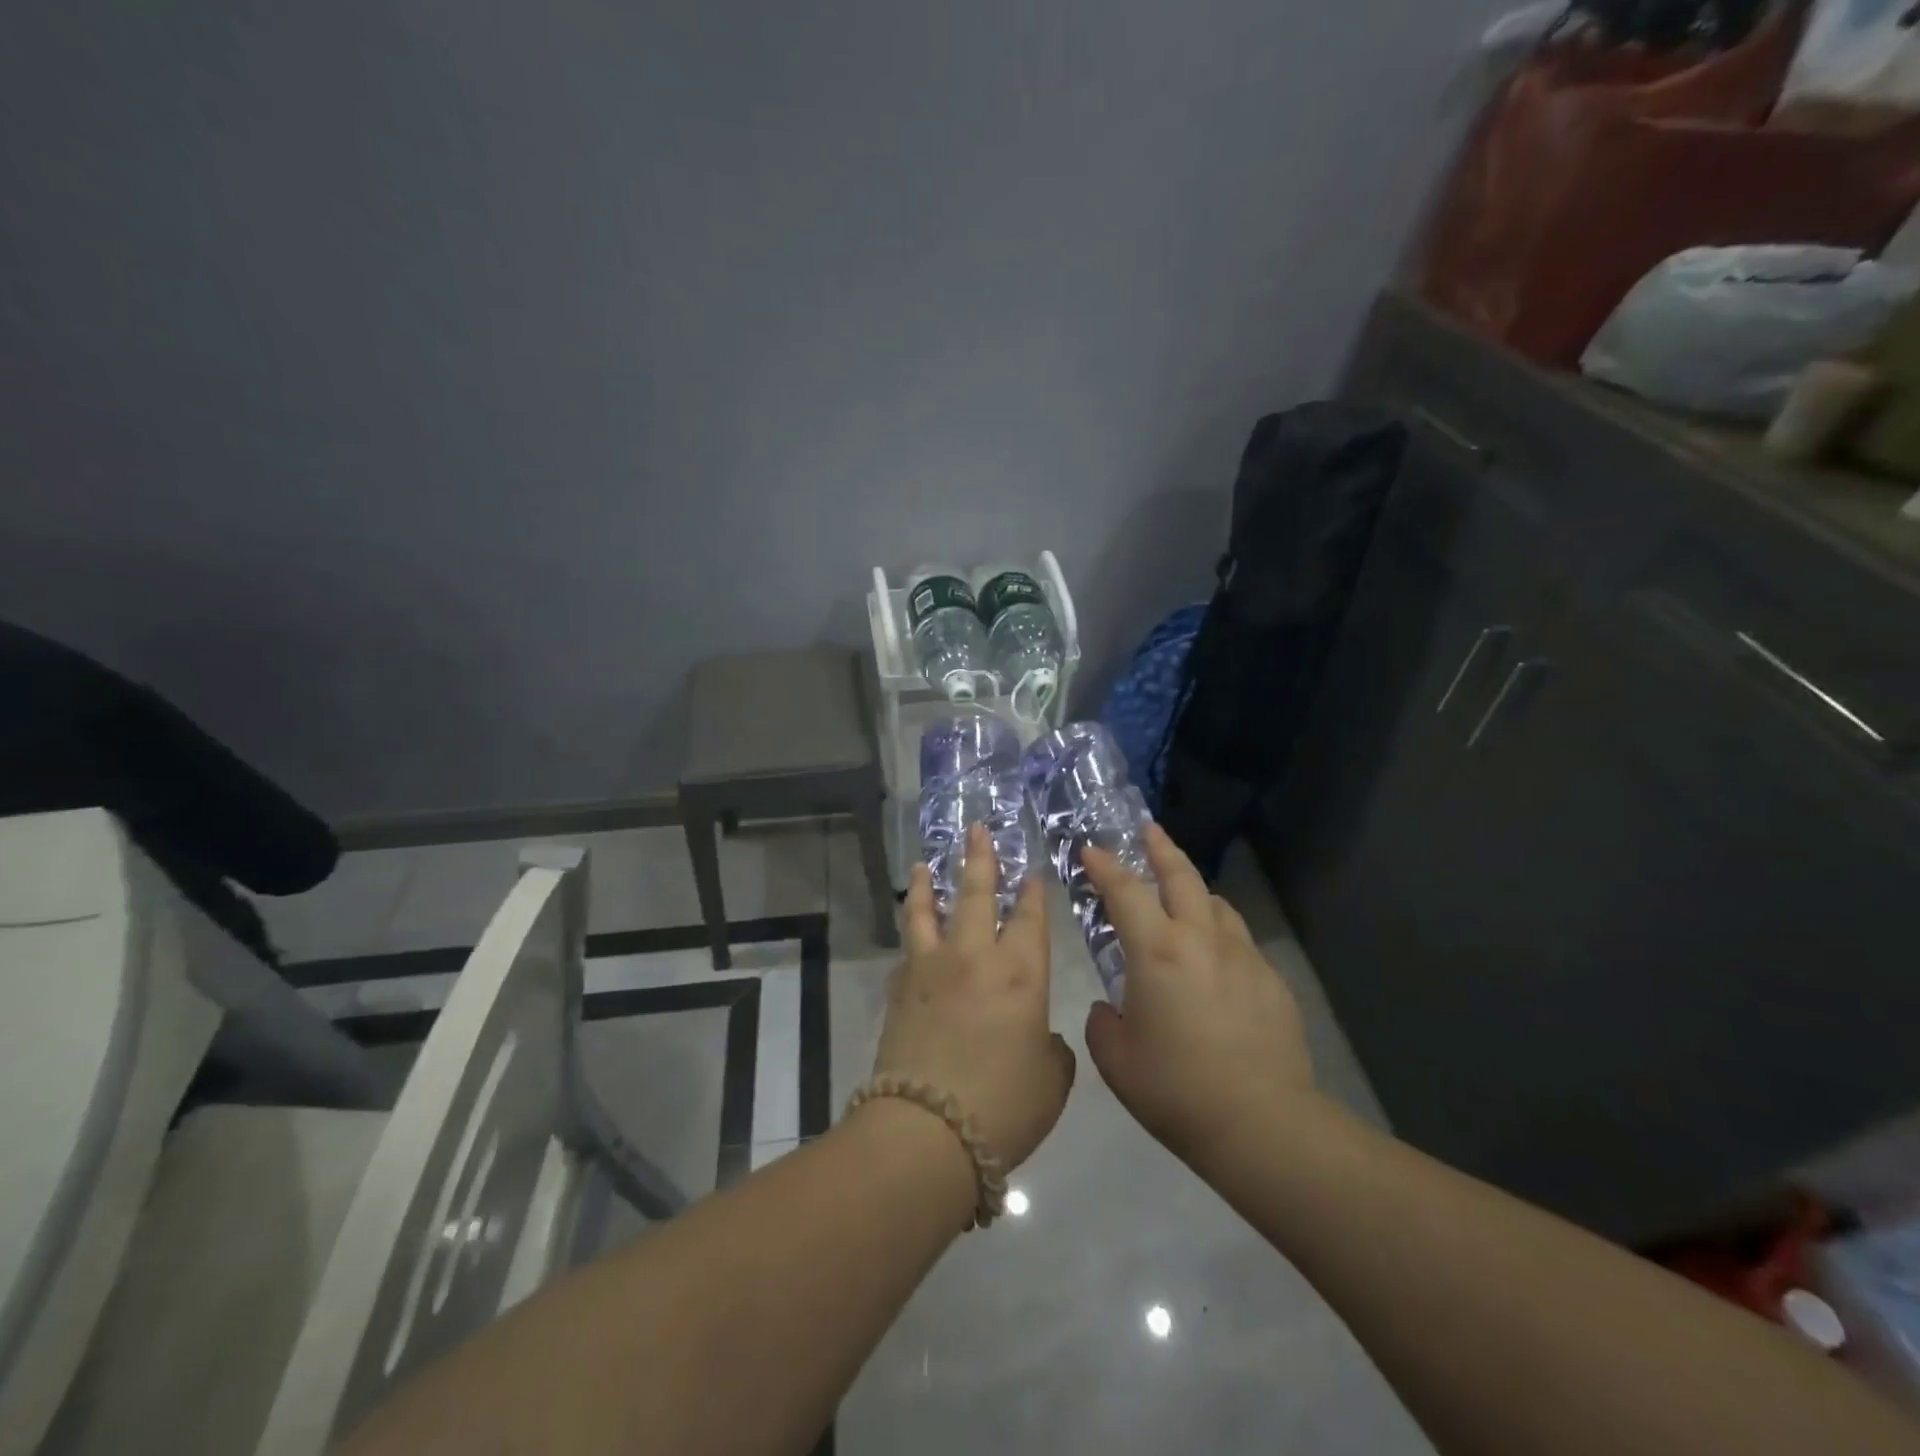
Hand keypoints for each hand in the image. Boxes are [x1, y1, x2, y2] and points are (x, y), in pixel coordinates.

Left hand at [872, 824, 1075, 1171]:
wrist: (927, 1131)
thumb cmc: (1004, 1106)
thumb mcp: (1051, 1081)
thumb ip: (1051, 1048)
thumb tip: (1037, 1036)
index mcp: (1020, 973)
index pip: (1028, 918)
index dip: (1032, 893)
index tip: (1030, 872)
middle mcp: (974, 957)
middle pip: (975, 894)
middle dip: (979, 858)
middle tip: (976, 829)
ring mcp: (930, 968)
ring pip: (927, 910)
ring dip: (926, 883)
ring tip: (922, 864)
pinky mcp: (899, 989)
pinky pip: (907, 949)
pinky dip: (911, 934)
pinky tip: (912, 933)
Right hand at [1082, 823, 1318, 1166]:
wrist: (1262, 1124)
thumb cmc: (1175, 1089)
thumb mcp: (1116, 1060)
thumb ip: (1103, 1023)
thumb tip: (1111, 1009)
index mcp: (1157, 952)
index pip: (1125, 891)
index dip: (1105, 866)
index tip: (1092, 849)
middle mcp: (1201, 940)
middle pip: (1181, 877)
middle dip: (1161, 849)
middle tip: (1148, 831)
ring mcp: (1243, 957)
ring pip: (1216, 905)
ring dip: (1194, 892)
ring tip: (1182, 897)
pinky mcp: (1271, 981)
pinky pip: (1239, 942)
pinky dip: (1220, 935)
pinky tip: (1216, 962)